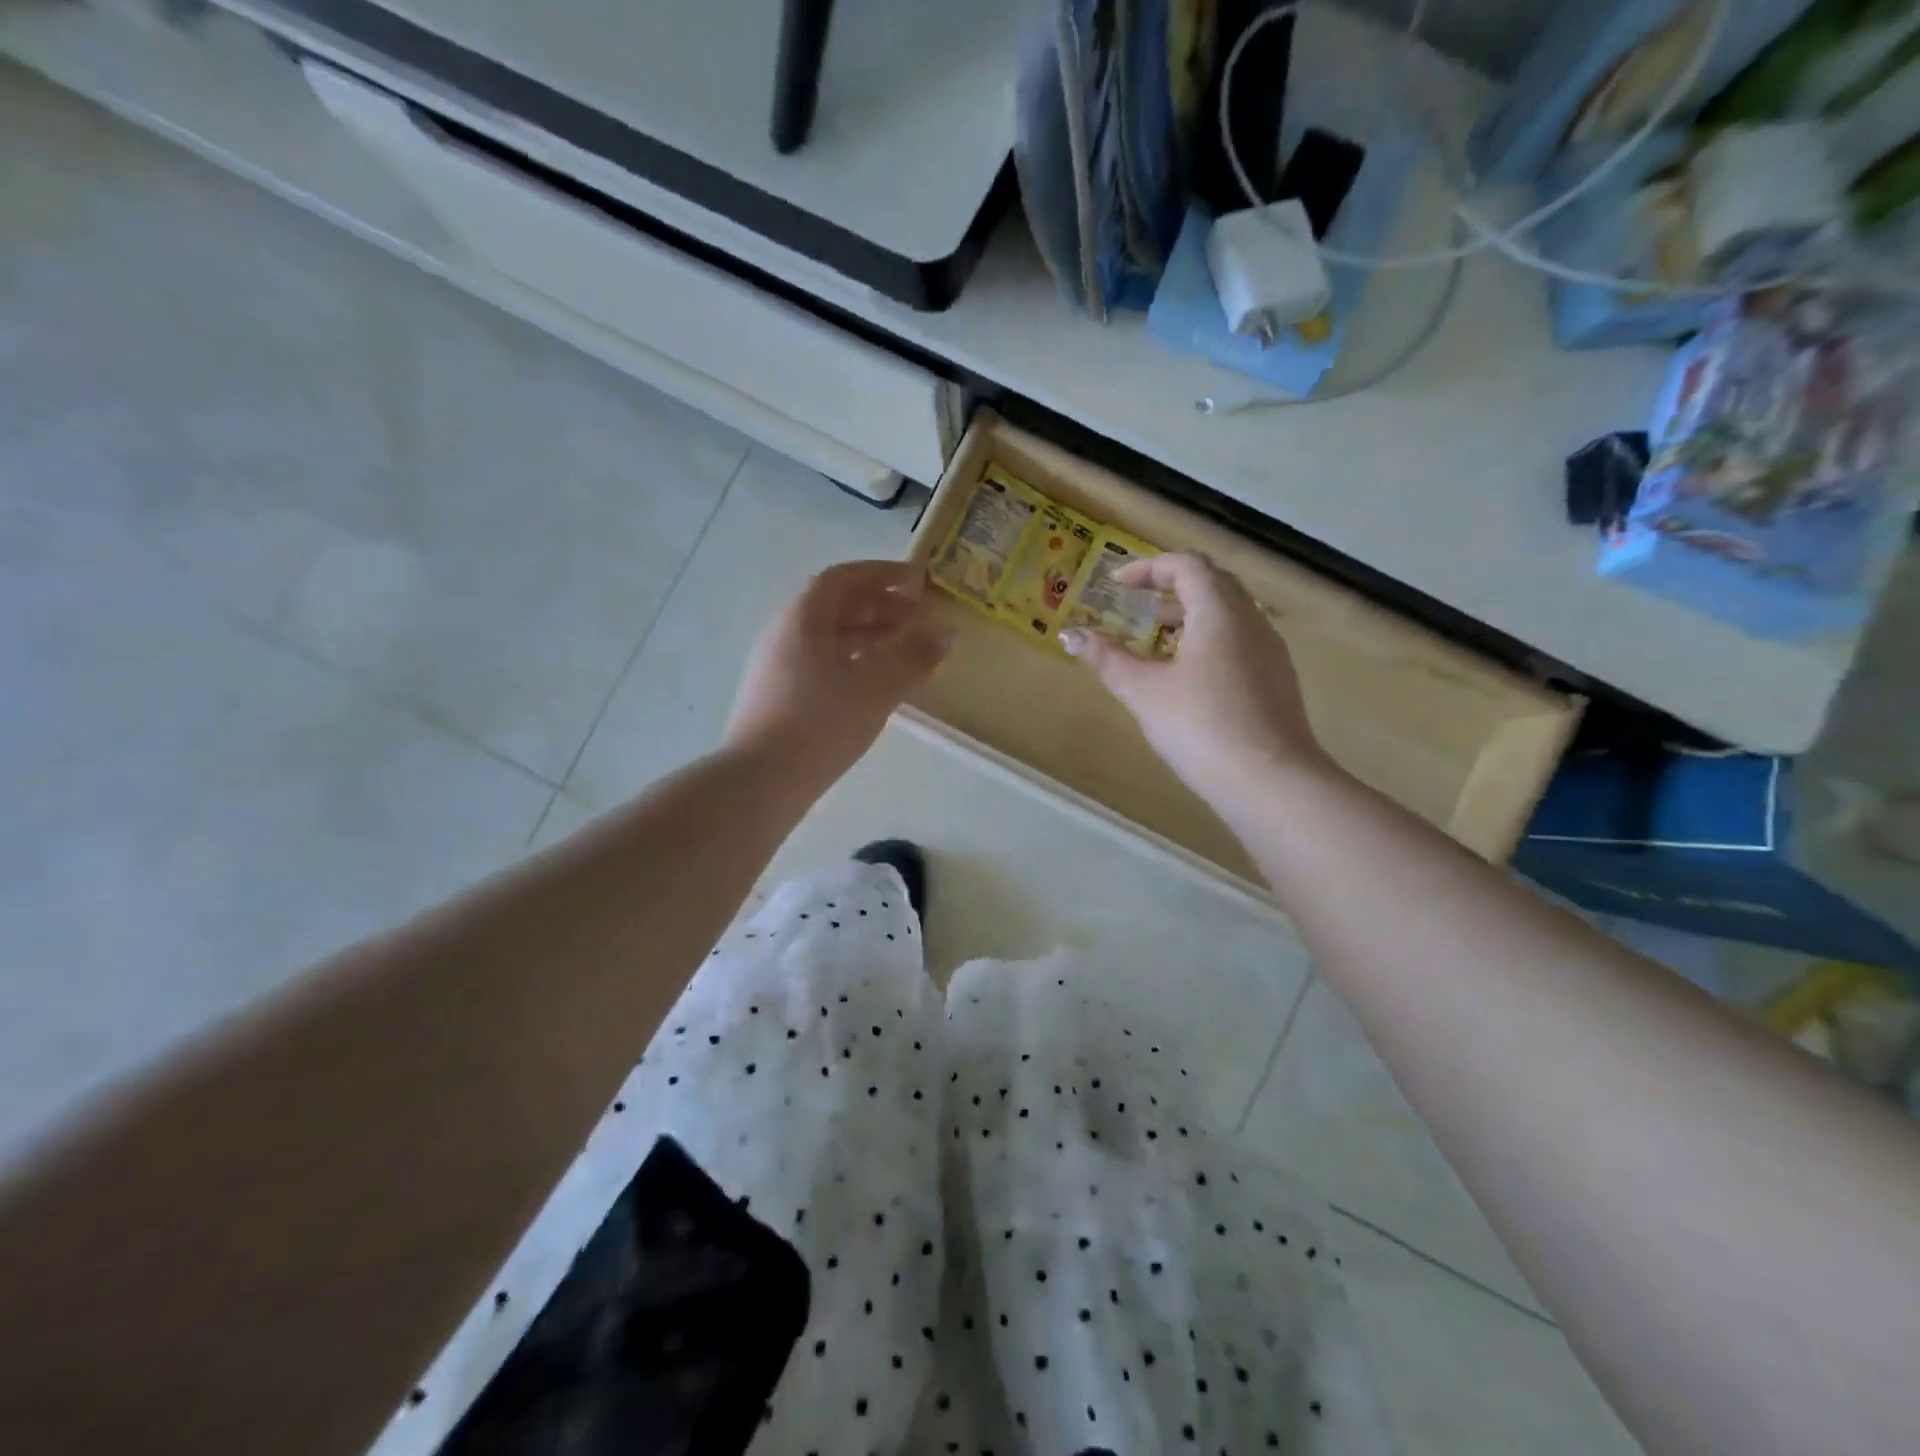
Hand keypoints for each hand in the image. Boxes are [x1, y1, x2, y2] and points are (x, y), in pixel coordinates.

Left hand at [725, 560, 954, 787]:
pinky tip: (871, 682)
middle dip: (879, 606)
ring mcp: (775, 663)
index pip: (845, 578)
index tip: (917, 581)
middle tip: (917, 618)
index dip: (883, 575)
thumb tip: (948, 635)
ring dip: (865, 633)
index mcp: (804, 617)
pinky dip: (849, 658)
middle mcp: (784, 631)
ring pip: (826, 635)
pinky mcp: (775, 693)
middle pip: (834, 605)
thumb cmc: (823, 722)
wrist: (761, 778)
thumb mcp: (878, 688)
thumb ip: (915, 658)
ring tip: (900, 647)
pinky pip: (818, 660)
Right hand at [1060, 552, 1327, 804]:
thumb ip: (1107, 659)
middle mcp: (1252, 620)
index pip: (1187, 566)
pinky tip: (1189, 676)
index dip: (1149, 568)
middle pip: (1213, 583)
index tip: (1118, 586)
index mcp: (1220, 611)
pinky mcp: (1277, 679)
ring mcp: (1270, 651)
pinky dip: (1210, 639)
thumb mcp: (1143, 692)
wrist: (1269, 781)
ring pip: (1230, 613)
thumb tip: (1070, 635)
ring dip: (1192, 615)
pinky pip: (1241, 640)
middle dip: (1171, 588)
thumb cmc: (1200, 726)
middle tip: (1138, 606)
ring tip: (1158, 640)